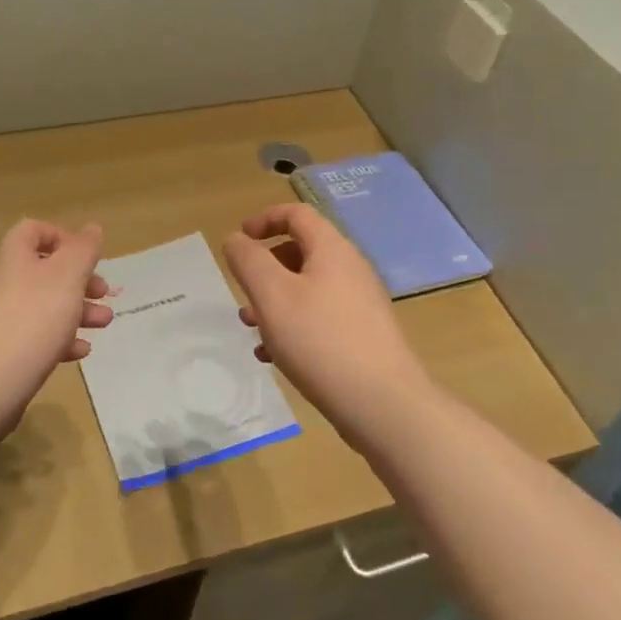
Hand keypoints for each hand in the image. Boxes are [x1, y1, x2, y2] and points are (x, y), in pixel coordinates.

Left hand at [0, 218, 112, 431]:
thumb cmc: (32, 321)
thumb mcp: (67, 278)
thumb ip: (83, 250)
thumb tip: (92, 228)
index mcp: (16, 258)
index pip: (33, 231)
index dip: (62, 237)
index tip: (87, 256)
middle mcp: (6, 283)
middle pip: (46, 271)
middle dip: (80, 280)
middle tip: (103, 293)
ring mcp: (2, 319)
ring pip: (46, 305)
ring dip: (78, 310)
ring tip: (104, 323)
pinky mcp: (4, 351)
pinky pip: (37, 337)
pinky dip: (62, 339)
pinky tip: (80, 352)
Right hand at [222, 204, 429, 443]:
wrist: (383, 404)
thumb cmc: (321, 341)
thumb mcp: (272, 295)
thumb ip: (248, 261)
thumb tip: (237, 239)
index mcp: (332, 250)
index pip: (297, 214)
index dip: (264, 219)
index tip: (239, 240)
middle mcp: (350, 270)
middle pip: (302, 251)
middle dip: (265, 268)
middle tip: (243, 292)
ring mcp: (359, 304)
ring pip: (307, 289)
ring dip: (275, 301)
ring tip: (251, 328)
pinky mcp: (362, 336)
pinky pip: (320, 318)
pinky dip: (293, 326)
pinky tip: (273, 357)